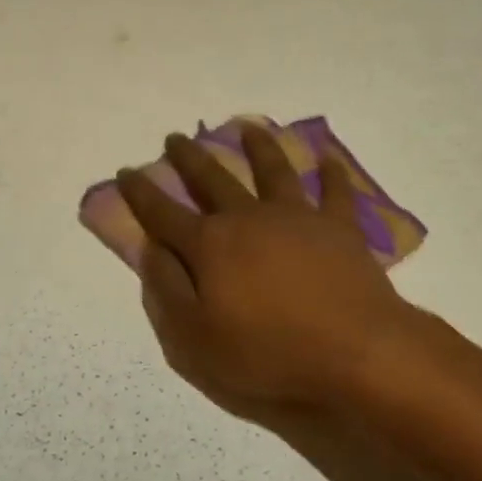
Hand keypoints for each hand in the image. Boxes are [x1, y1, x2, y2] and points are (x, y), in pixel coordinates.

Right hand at [117, 126, 414, 424]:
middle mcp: (249, 219)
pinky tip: (328, 158)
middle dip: (189, 158)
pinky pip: (335, 192)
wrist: (354, 351)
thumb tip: (150, 248)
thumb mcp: (195, 339)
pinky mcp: (339, 228)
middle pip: (213, 179)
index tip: (127, 170)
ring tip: (248, 127)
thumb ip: (167, 290)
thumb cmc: (268, 353)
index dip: (141, 192)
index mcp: (210, 246)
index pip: (163, 213)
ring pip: (273, 171)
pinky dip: (332, 173)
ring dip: (258, 146)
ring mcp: (297, 218)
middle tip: (175, 138)